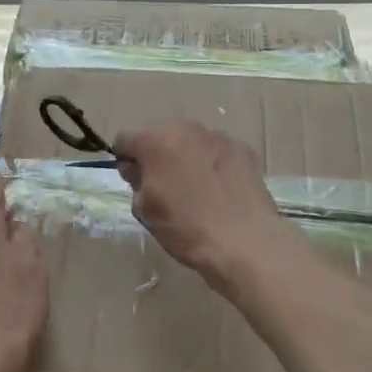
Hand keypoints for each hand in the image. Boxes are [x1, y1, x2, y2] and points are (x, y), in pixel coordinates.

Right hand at [113, 122, 302, 289]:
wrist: (246, 242)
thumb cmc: (186, 227)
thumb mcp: (145, 210)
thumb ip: (136, 182)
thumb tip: (139, 171)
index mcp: (155, 141)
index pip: (125, 140)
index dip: (125, 161)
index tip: (134, 182)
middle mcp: (186, 129)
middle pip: (161, 137)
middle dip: (158, 157)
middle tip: (165, 188)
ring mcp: (218, 137)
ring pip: (191, 143)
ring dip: (187, 159)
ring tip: (197, 191)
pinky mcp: (243, 150)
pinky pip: (217, 152)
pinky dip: (213, 165)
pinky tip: (220, 191)